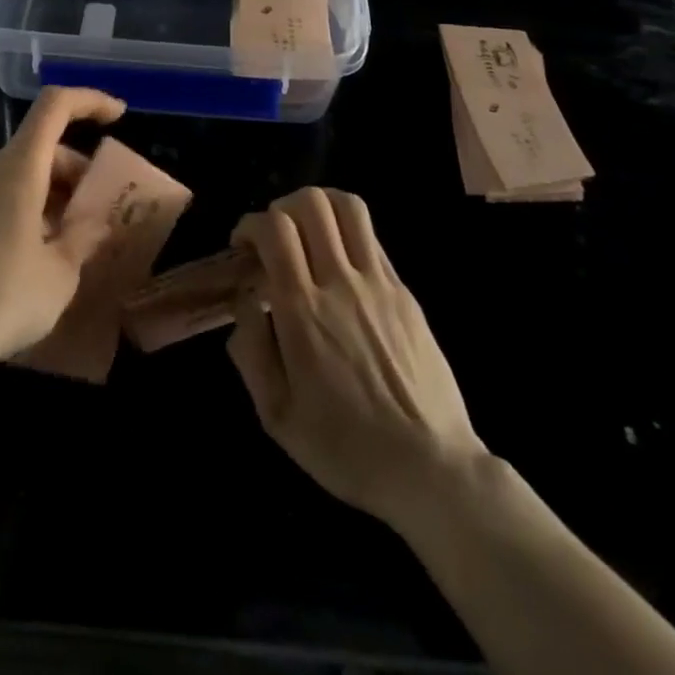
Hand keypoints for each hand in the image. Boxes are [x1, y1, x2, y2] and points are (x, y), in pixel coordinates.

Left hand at [0, 87, 125, 375]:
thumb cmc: (1, 296)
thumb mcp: (60, 274)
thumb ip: (83, 238)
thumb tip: (96, 223)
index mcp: (18, 167)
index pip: (55, 106)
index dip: (90, 101)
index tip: (119, 116)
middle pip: (39, 147)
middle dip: (75, 170)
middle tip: (97, 213)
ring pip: (17, 176)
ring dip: (50, 195)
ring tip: (68, 243)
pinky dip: (23, 211)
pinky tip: (30, 259)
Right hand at [227, 187, 485, 526]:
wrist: (431, 470)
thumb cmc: (345, 448)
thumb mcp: (276, 415)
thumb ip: (250, 349)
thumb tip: (243, 300)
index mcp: (303, 311)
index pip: (274, 229)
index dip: (250, 225)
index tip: (244, 249)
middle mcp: (340, 283)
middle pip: (312, 203)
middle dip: (282, 208)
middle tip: (275, 239)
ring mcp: (378, 284)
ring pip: (348, 207)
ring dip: (319, 207)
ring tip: (307, 234)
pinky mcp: (404, 293)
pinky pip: (371, 238)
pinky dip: (346, 234)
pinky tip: (339, 265)